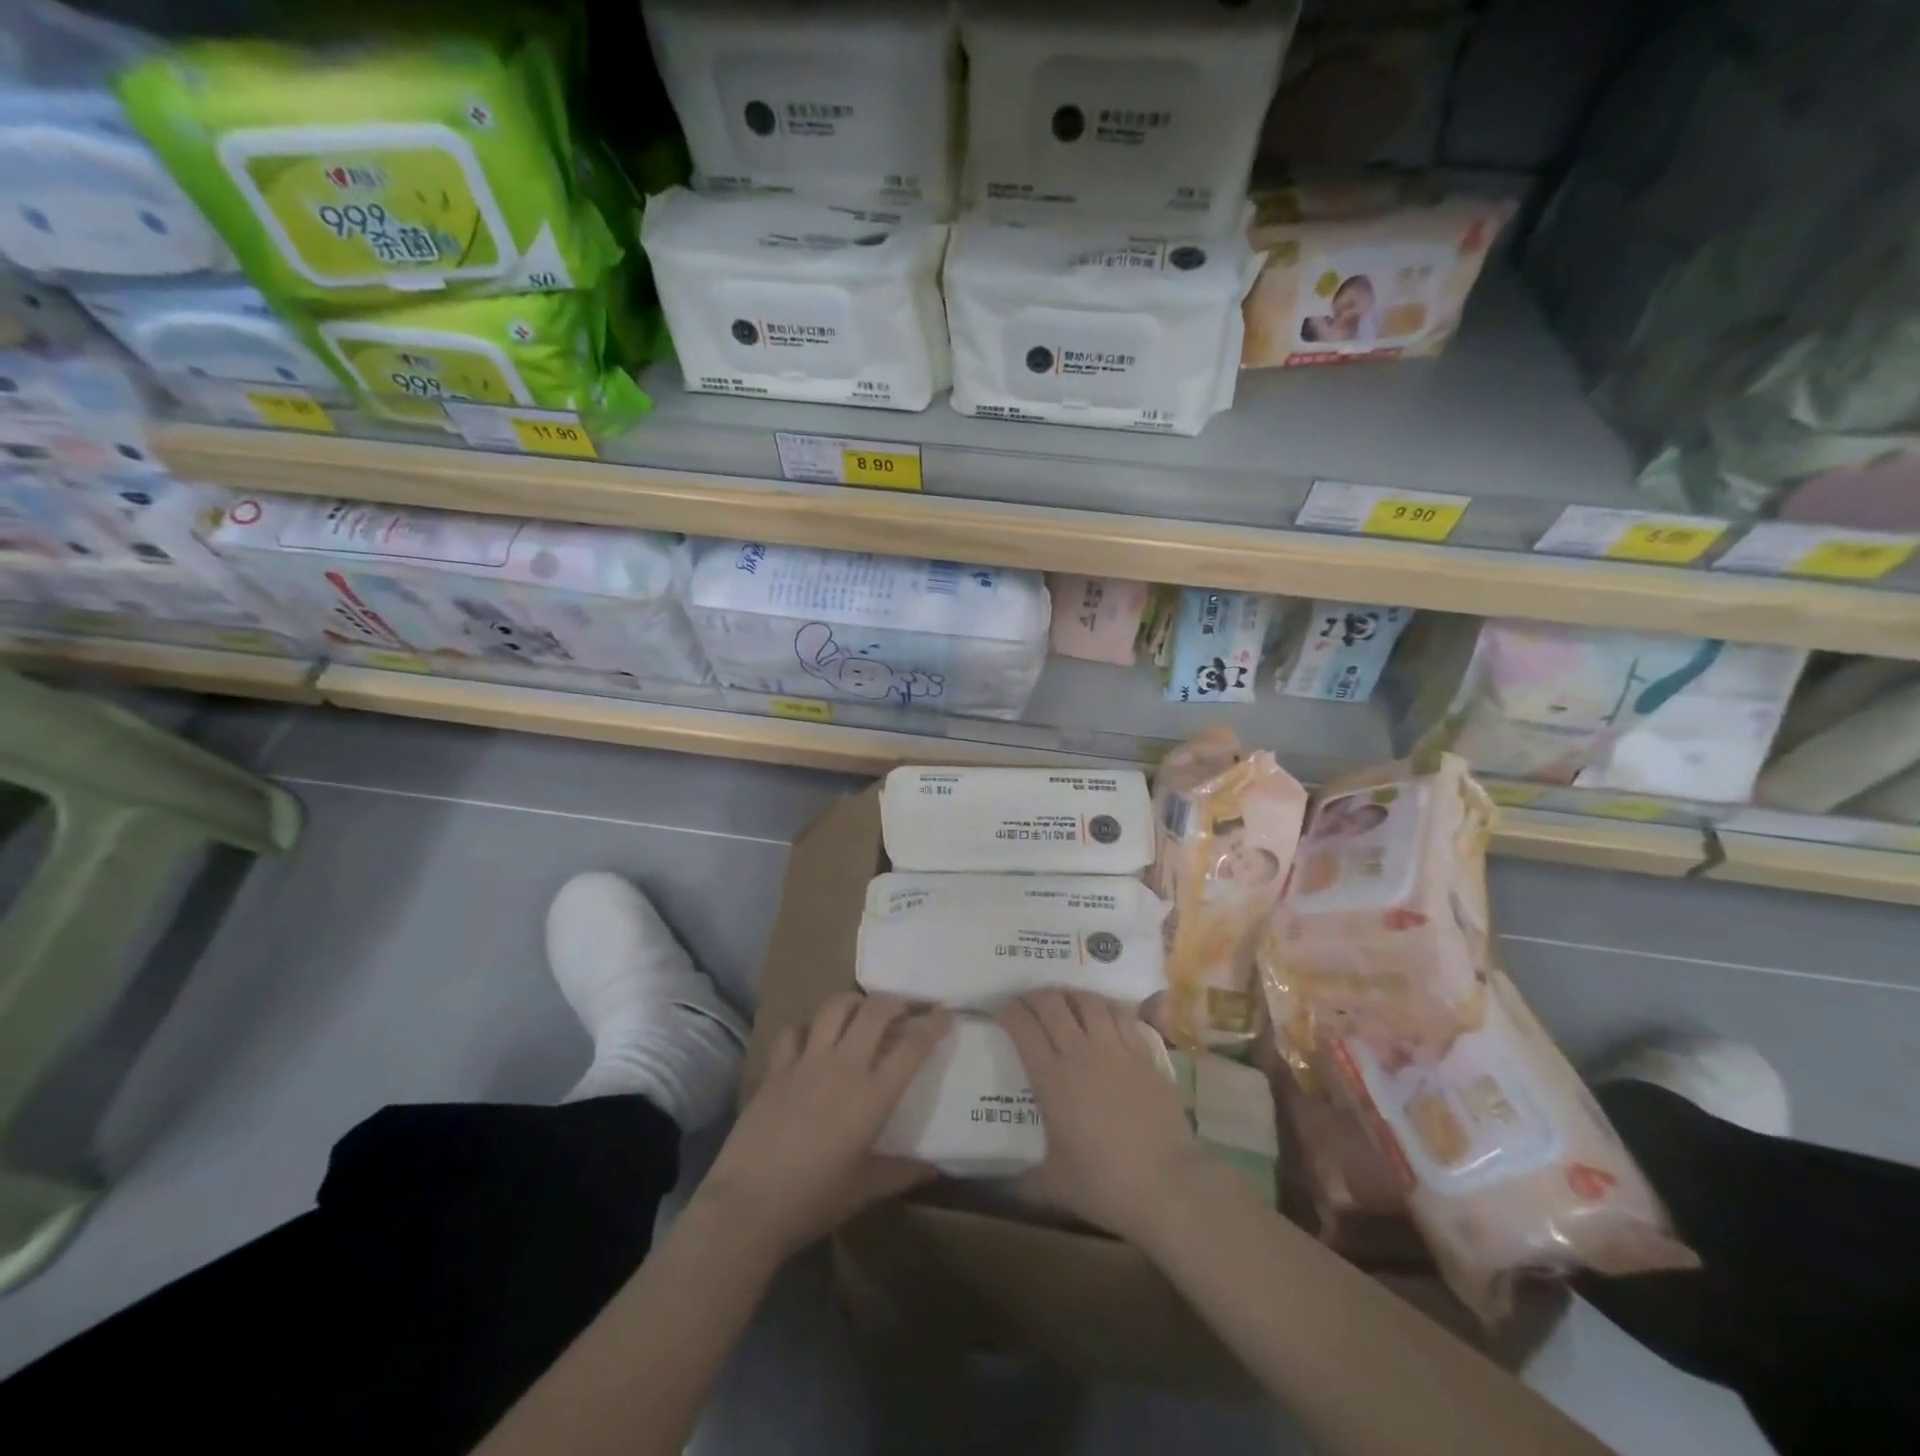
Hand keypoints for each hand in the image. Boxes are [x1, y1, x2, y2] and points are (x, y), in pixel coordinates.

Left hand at [694, 993, 949, 1259]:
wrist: (747, 1206)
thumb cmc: (813, 1201)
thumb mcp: (863, 1191)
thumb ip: (899, 1173)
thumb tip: (931, 1169)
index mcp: (872, 1096)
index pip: (912, 1047)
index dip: (933, 1024)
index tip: (945, 1014)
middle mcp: (843, 1067)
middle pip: (876, 1011)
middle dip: (896, 1001)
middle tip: (905, 1008)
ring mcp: (806, 1062)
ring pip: (834, 1008)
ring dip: (854, 1003)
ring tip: (861, 1012)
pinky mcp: (775, 1068)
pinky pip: (793, 1031)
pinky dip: (806, 1029)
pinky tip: (811, 1040)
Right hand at [996, 990, 1207, 1247]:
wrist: (1168, 1185)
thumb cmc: (1105, 1185)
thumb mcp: (1053, 1185)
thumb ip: (1023, 1179)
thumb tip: (1003, 1187)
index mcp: (1052, 1078)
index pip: (1022, 1026)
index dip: (1008, 1011)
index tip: (1001, 1012)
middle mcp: (1081, 1052)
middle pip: (1052, 1003)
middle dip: (1034, 997)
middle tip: (1028, 1004)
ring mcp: (1116, 1048)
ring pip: (1088, 1001)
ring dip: (1070, 997)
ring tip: (1064, 1003)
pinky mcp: (1144, 1052)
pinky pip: (1119, 1014)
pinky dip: (1104, 1008)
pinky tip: (1102, 1016)